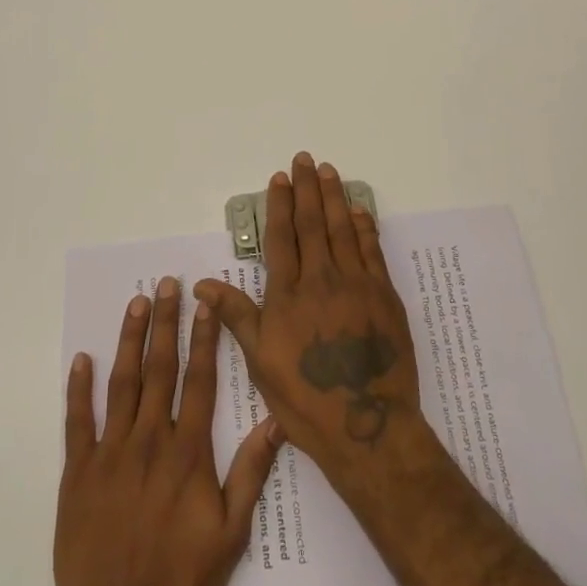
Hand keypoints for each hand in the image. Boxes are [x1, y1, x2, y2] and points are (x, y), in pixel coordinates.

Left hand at [51, 277, 281, 585]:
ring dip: (129, 340)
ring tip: (136, 303)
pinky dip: (78, 388)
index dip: (204, 338)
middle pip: (161, 369)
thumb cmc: (179, 582)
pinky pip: (77, 421)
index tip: (205, 303)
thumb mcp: (230, 535)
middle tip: (168, 284)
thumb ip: (250, 473)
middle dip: (166, 322)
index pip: (200, 380)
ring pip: (122, 383)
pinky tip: (82, 359)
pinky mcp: (78, 472)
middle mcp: (150, 440)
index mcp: (188, 452)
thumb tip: (276, 421)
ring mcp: (110, 452)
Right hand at [196, 153, 430, 497]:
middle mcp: (322, 279)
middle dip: (307, 188)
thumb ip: (236, 315)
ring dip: (334, 197)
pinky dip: (365, 226)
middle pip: (312, 223)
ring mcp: (357, 284)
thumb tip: (201, 284)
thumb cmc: (305, 399)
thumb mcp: (260, 361)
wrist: (367, 426)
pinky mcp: (384, 295)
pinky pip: (372, 250)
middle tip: (304, 159)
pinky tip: (358, 210)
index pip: (283, 236)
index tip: (279, 178)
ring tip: (328, 171)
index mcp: (289, 294)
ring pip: (342, 229)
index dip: (280, 204)